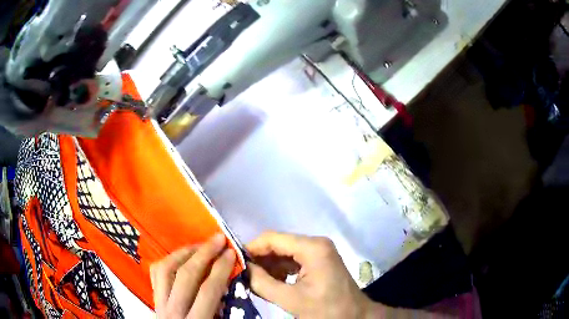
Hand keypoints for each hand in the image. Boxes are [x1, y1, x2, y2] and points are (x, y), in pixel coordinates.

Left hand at [150, 233, 235, 318]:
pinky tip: (180, 257)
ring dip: (184, 253)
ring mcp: (159, 304)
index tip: (232, 253)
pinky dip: (168, 261)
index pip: (208, 291)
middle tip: (218, 239)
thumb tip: (227, 285)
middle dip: (204, 254)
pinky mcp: (153, 300)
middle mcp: (172, 311)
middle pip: (186, 275)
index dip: (221, 270)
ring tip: (199, 245)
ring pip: (165, 270)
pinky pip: (156, 274)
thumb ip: (223, 311)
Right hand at [246, 232, 375, 318]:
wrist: (355, 316)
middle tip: (242, 273)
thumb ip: (263, 283)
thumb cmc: (327, 309)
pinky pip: (294, 260)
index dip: (252, 248)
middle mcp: (316, 244)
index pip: (273, 238)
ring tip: (254, 280)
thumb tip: (243, 269)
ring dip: (269, 266)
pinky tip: (271, 282)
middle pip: (279, 244)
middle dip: (260, 258)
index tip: (236, 261)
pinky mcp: (319, 261)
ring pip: (285, 253)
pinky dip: (280, 270)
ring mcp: (319, 252)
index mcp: (312, 248)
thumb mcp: (291, 300)